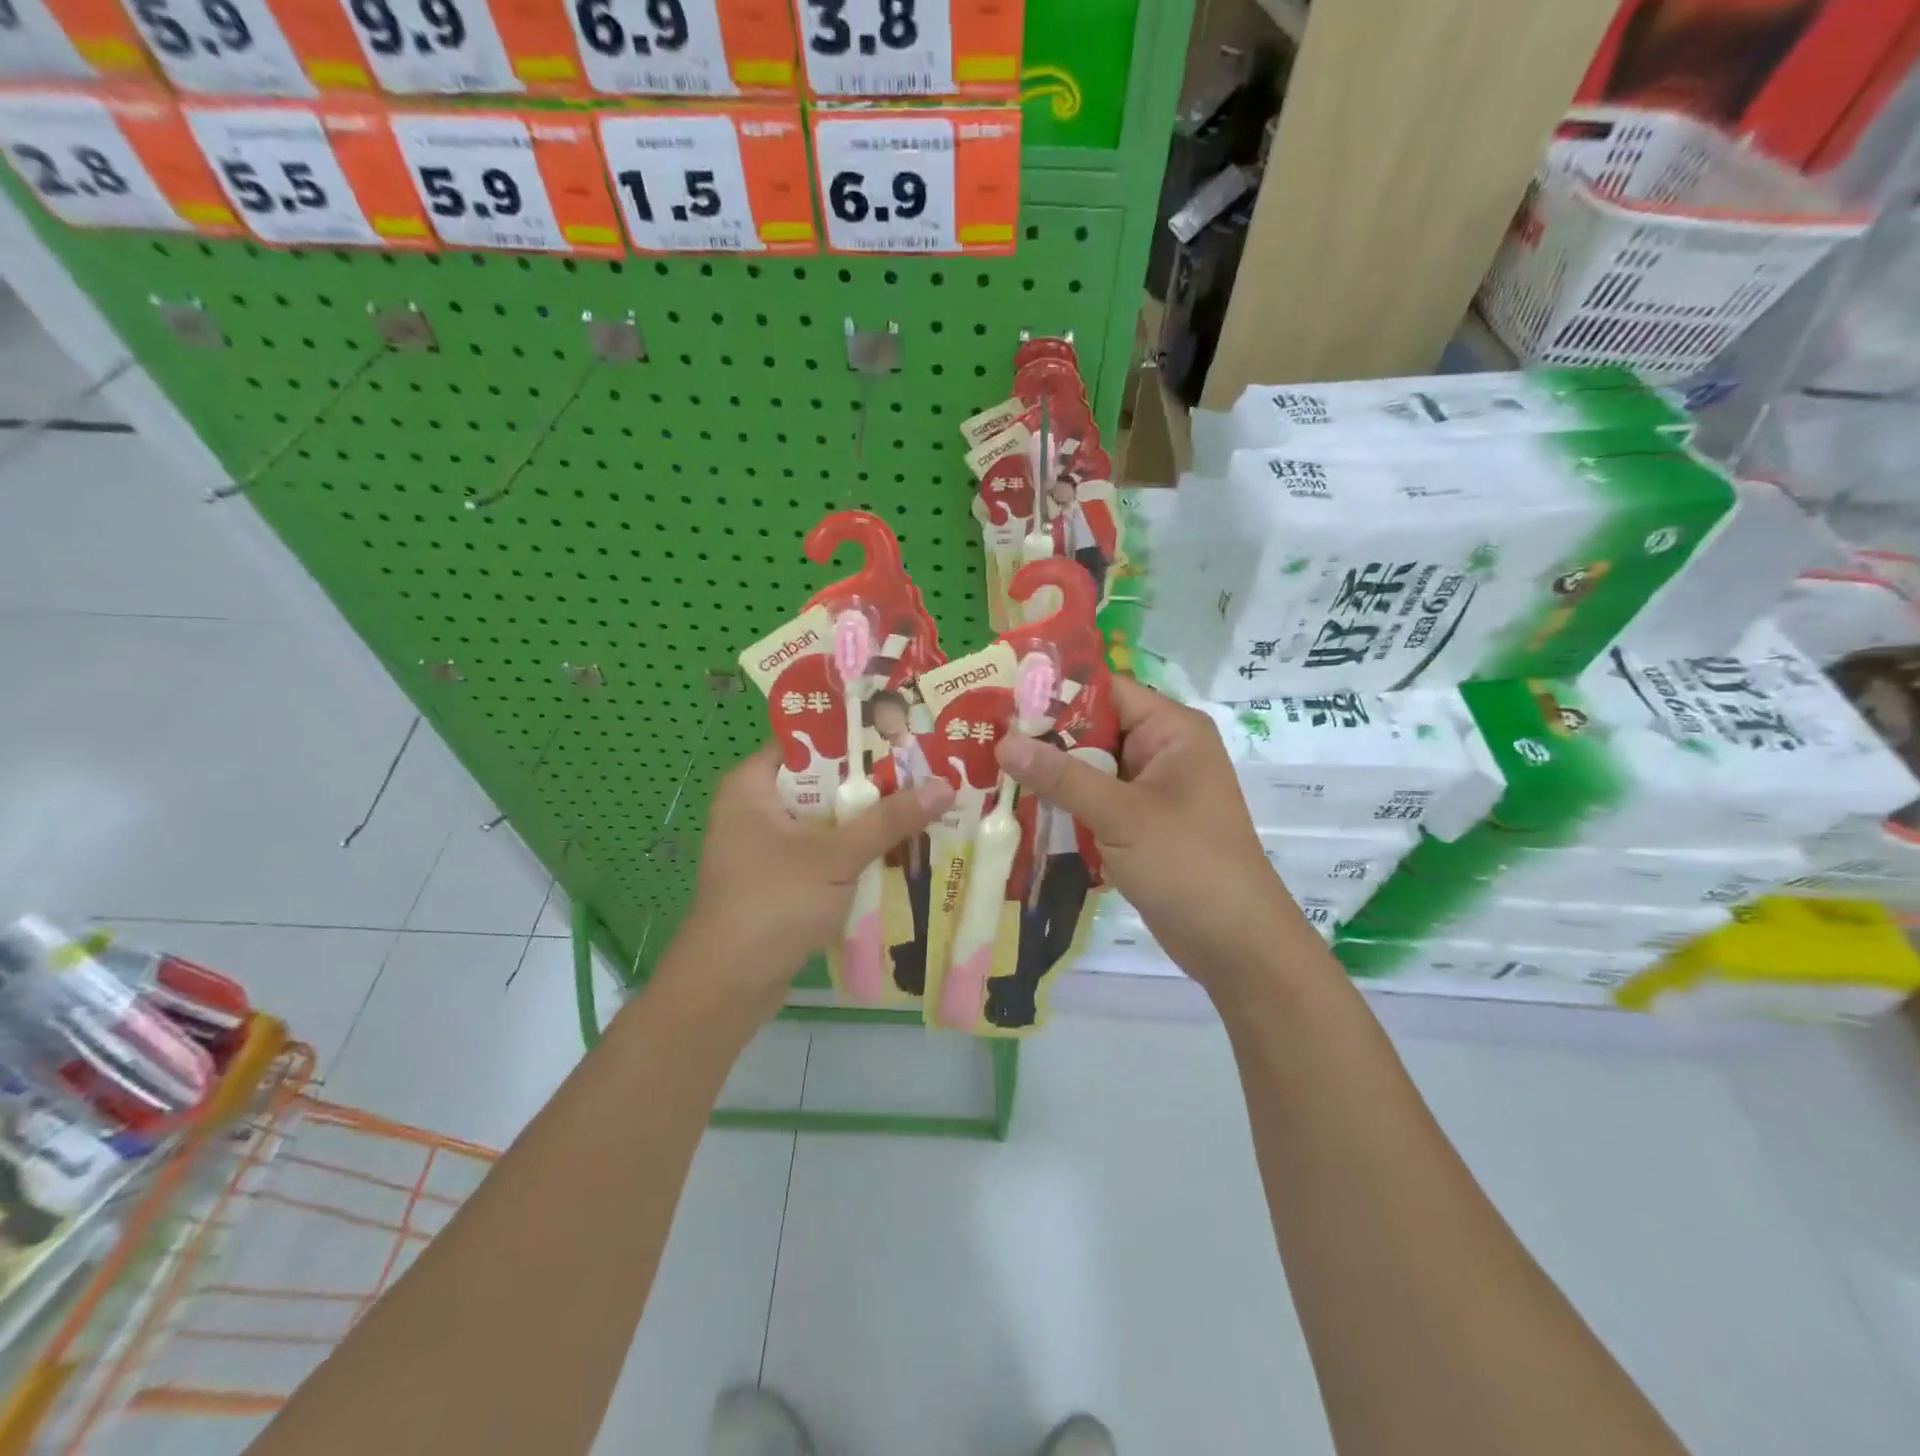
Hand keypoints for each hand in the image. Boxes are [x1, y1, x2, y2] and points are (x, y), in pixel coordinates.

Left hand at [671, 743, 954, 1021]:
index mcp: (752, 786)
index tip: (902, 734)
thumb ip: (889, 820)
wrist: (728, 986)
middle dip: (872, 782)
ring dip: (868, 820)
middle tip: (926, 770)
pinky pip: (824, 853)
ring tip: (924, 805)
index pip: (807, 742)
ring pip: (826, 821)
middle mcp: (755, 809)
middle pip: (822, 783)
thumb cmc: (773, 903)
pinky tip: (899, 851)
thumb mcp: (835, 856)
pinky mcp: (780, 880)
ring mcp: (766, 848)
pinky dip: (855, 852)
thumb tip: (945, 785)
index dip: (854, 737)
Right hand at [994, 676, 1314, 992]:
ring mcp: (1149, 790)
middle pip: (1092, 730)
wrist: (1234, 942)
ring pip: (1088, 768)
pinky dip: (1062, 805)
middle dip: (1042, 739)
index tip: (999, 701)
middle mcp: (1160, 751)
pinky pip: (1093, 801)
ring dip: (1048, 775)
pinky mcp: (1138, 824)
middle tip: (981, 739)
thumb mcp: (1121, 814)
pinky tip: (1016, 808)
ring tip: (986, 771)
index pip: (1105, 691)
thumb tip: (1003, 742)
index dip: (1054, 693)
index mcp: (1171, 730)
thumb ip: (1061, 777)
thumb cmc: (1187, 863)